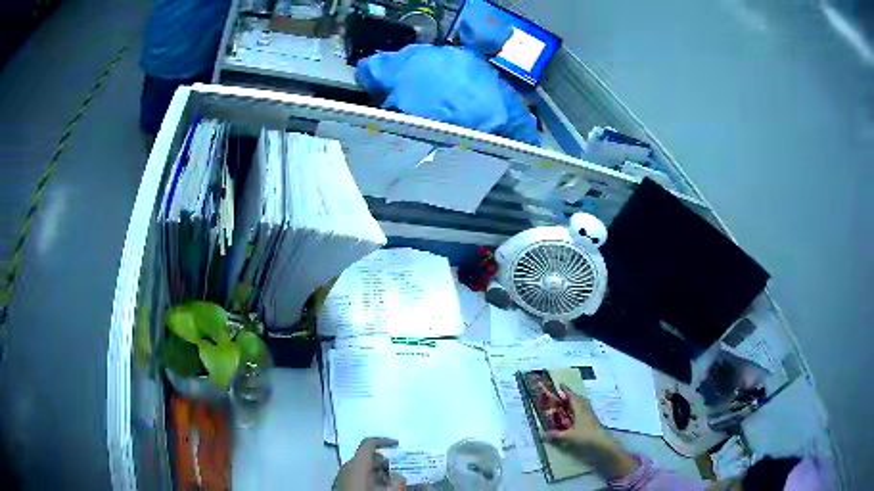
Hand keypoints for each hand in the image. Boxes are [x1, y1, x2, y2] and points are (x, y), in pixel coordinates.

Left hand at [334, 437, 404, 490]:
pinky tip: (379, 489)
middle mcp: (347, 468)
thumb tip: (399, 476)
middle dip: (384, 463)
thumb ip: (396, 481)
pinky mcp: (341, 486)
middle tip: (398, 472)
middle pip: (367, 458)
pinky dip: (370, 480)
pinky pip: (357, 478)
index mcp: (357, 465)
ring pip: (363, 469)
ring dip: (379, 474)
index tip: (397, 445)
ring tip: (391, 484)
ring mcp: (343, 477)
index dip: (384, 441)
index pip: (368, 444)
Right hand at [543, 385, 638, 480]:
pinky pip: (585, 410)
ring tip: (568, 404)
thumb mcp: (568, 436)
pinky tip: (575, 415)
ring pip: (583, 404)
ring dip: (576, 402)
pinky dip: (579, 409)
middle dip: (570, 396)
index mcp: (580, 409)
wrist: (602, 441)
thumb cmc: (585, 435)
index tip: (560, 384)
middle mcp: (585, 409)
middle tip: (562, 395)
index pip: (572, 396)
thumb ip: (556, 435)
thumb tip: (542, 434)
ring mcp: (590, 414)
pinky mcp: (593, 420)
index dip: (566, 390)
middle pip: (578, 399)